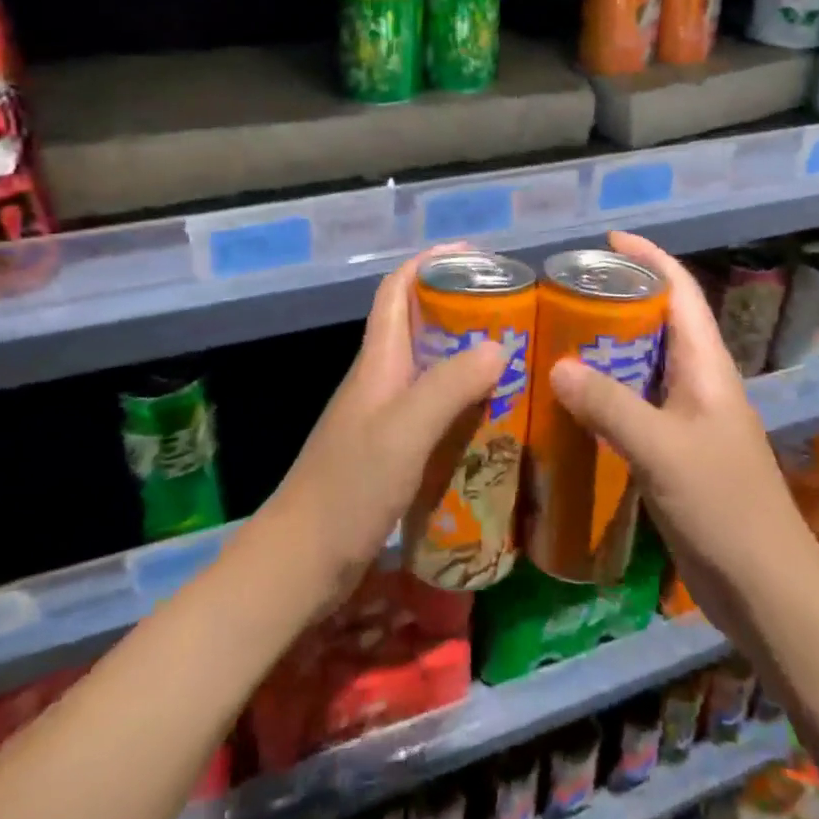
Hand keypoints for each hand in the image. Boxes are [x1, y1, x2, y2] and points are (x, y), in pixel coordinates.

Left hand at [252, 247, 505, 615]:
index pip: (397, 289)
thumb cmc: (348, 488)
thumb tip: (499, 344)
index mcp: (377, 361)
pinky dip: (464, 403)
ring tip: (517, 361)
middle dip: (462, 308)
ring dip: (468, 357)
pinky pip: (434, 410)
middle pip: (419, 324)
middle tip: (515, 314)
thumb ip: (449, 386)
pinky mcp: (391, 451)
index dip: (430, 262)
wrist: (300, 562)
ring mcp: (384, 417)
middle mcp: (380, 379)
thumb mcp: (404, 431)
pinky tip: (495, 421)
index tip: (476, 256)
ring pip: (430, 368)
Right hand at [548, 231, 815, 636]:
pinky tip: (571, 403)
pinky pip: (635, 405)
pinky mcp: (675, 452)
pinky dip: (605, 393)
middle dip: (619, 299)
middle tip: (565, 292)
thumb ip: (610, 406)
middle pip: (660, 322)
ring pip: (644, 365)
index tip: (607, 240)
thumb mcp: (662, 451)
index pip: (681, 292)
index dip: (650, 258)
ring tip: (557, 337)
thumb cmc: (723, 507)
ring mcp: (688, 419)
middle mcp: (699, 383)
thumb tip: (556, 365)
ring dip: (608, 347)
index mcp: (707, 367)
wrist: (765, 589)